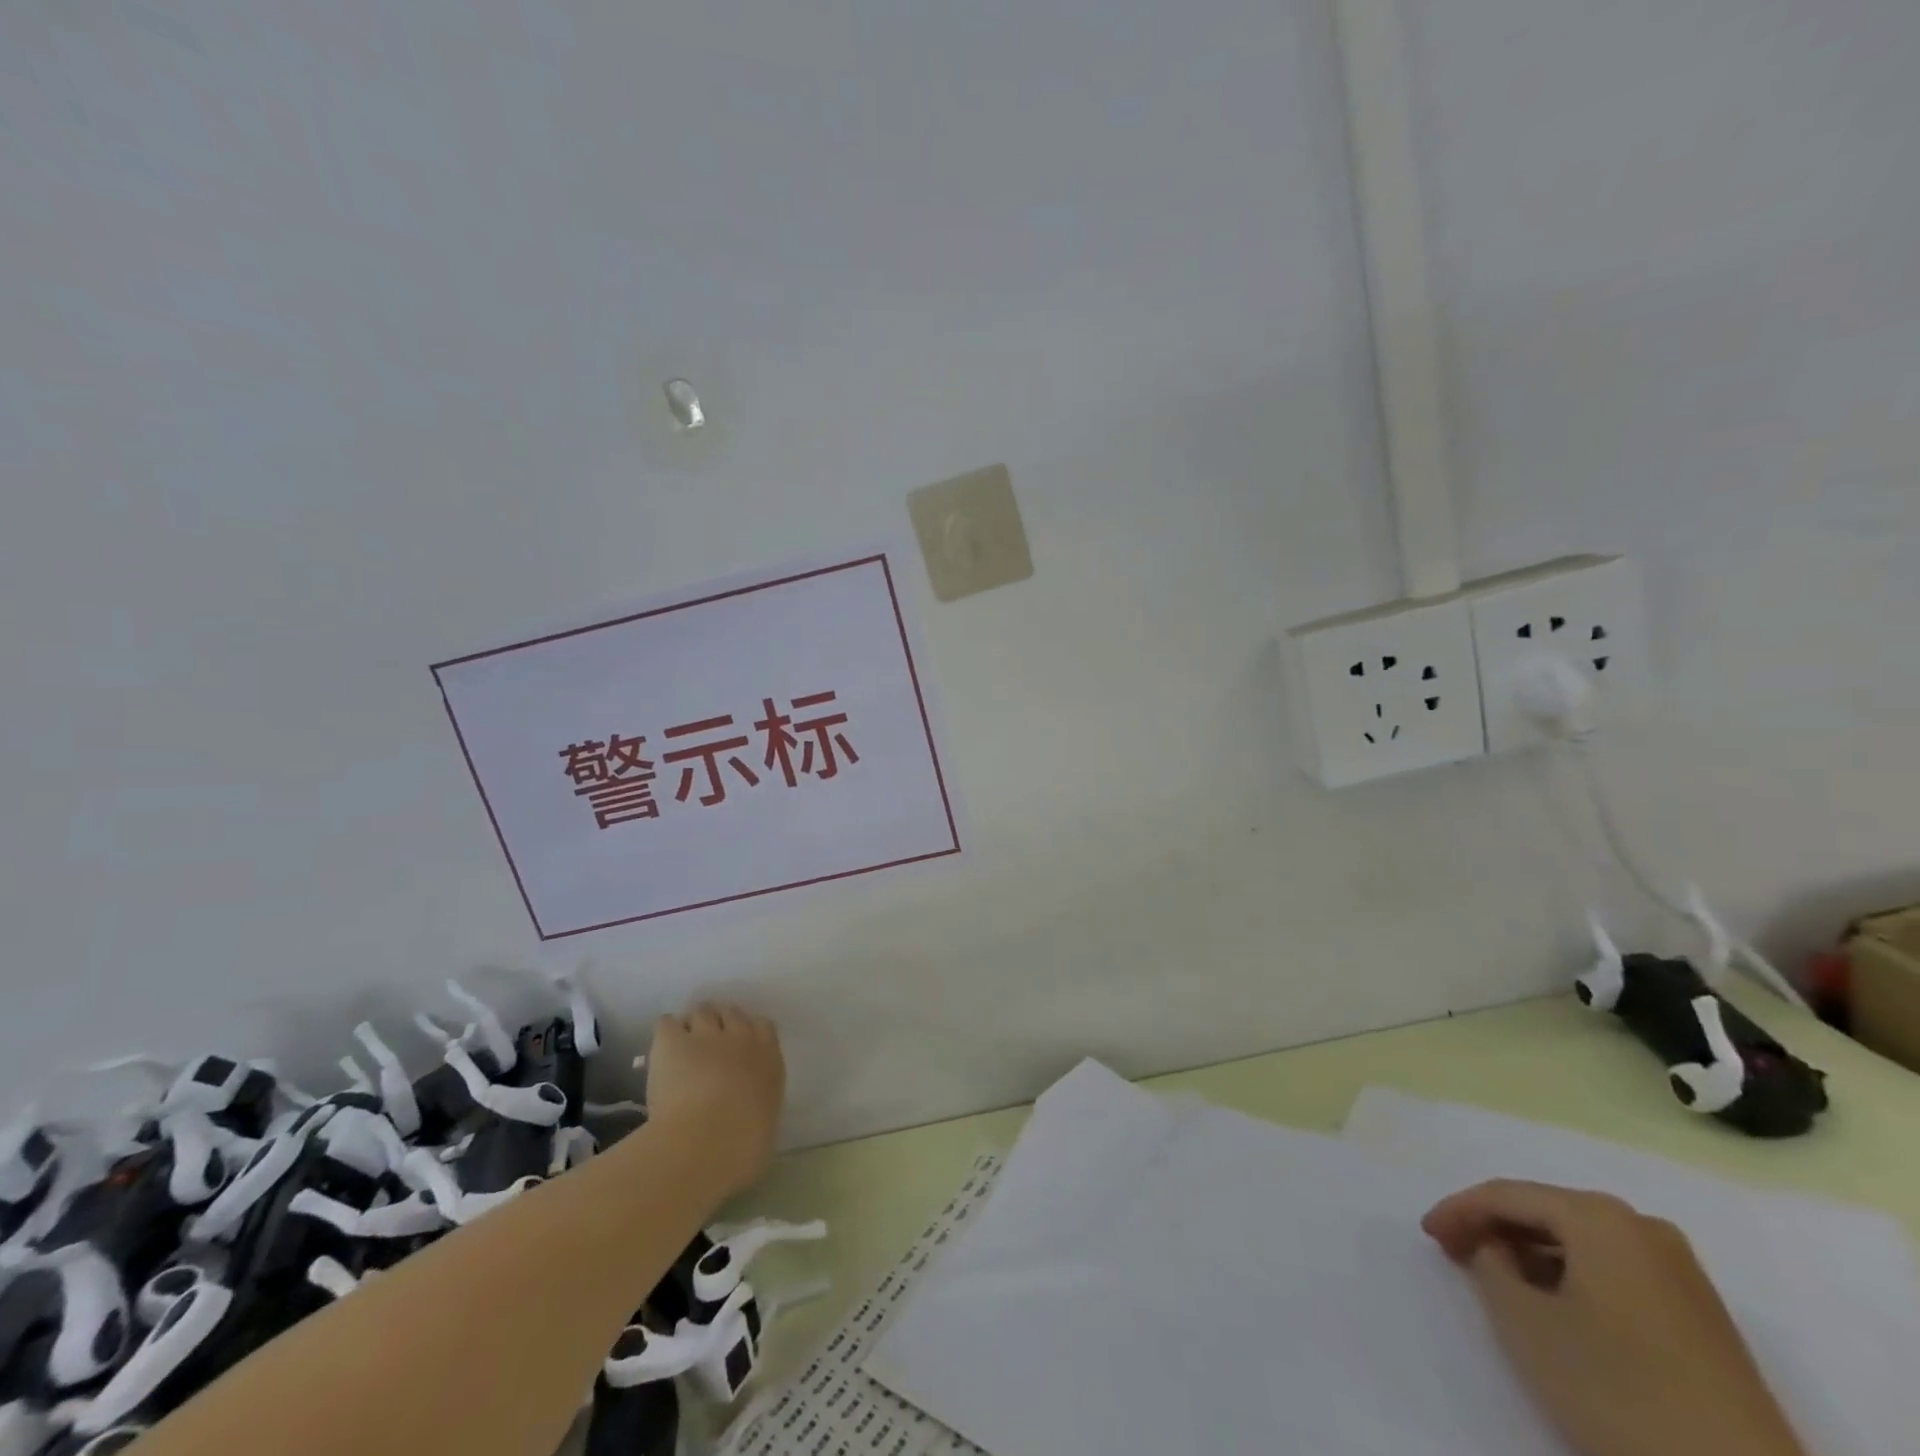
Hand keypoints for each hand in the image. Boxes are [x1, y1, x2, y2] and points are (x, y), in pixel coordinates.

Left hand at [644, 1002, 784, 1197]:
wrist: (703, 1144)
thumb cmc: (742, 1149)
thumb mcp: (763, 1129)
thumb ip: (758, 1109)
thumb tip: (749, 1116)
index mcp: (768, 1059)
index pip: (764, 1027)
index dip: (750, 1032)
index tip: (740, 1048)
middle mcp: (740, 1038)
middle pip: (732, 1013)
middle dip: (721, 1023)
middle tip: (708, 1044)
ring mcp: (705, 1035)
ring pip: (702, 1011)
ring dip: (694, 1024)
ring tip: (683, 1044)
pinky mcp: (672, 1041)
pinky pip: (668, 1023)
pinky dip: (666, 1032)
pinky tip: (661, 1049)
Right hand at [1423, 1180, 1804, 1455]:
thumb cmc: (1617, 1388)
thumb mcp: (1524, 1321)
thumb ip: (1489, 1264)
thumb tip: (1494, 1248)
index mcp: (1599, 1215)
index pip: (1506, 1194)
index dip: (1458, 1210)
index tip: (1427, 1235)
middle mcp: (1642, 1225)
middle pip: (1546, 1211)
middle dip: (1496, 1229)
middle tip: (1455, 1251)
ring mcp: (1681, 1270)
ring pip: (1582, 1242)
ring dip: (1533, 1254)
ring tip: (1498, 1280)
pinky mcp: (1703, 1314)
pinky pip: (1615, 1270)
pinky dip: (1573, 1277)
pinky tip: (1555, 1305)